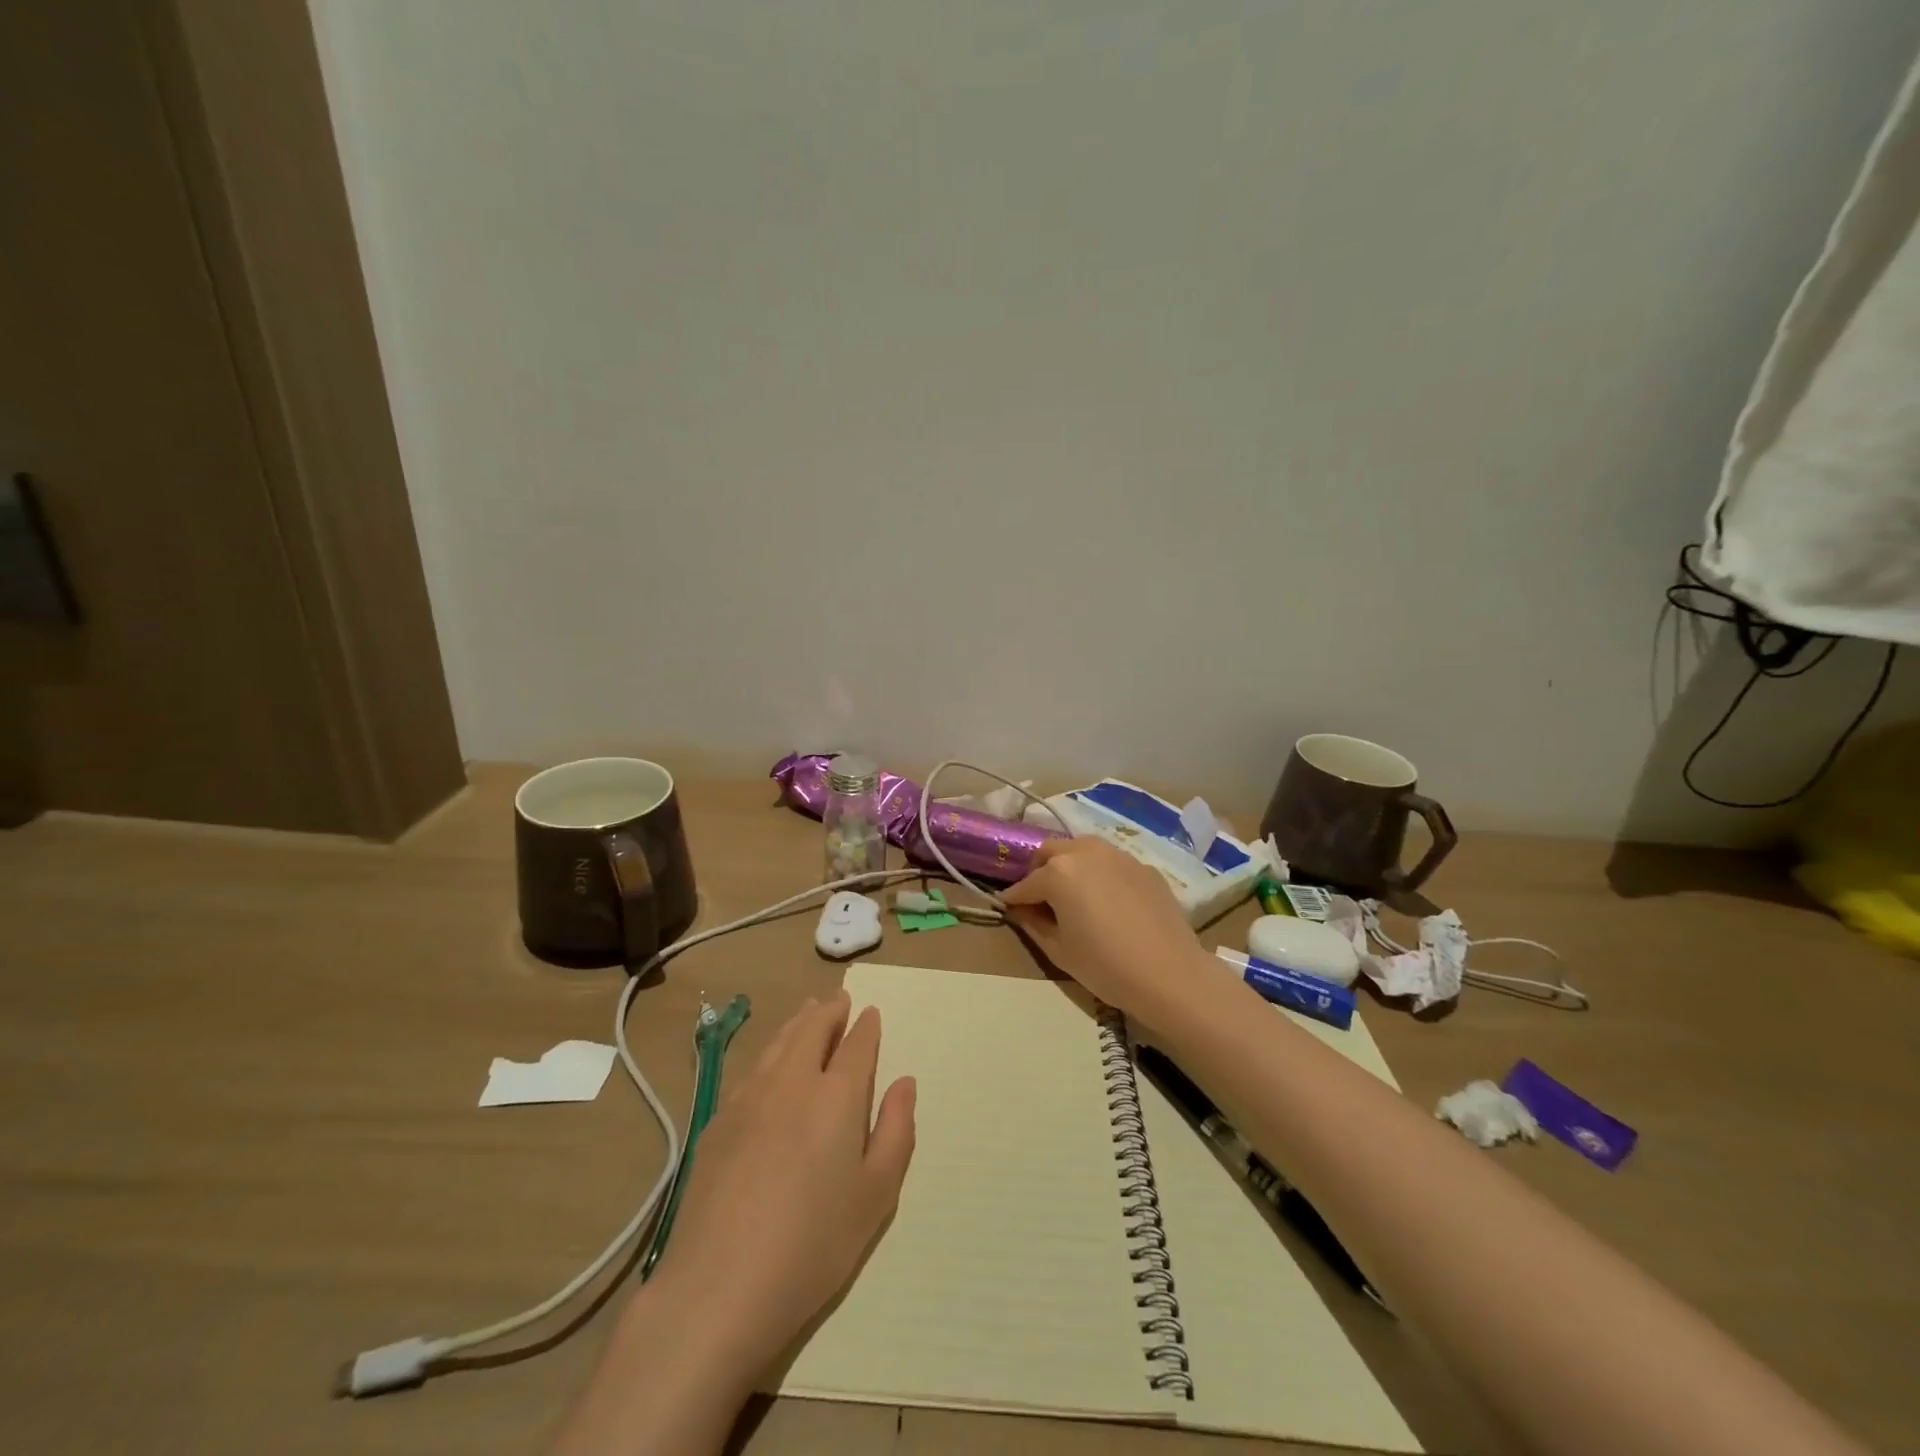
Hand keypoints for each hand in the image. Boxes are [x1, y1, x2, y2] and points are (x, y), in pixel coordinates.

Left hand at [651, 992, 915, 1381]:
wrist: (717, 1288)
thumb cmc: (812, 1246)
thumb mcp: (876, 1197)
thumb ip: (896, 1131)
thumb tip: (904, 1082)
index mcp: (837, 1096)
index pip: (856, 1044)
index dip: (866, 1027)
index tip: (870, 1014)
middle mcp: (793, 1081)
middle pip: (812, 1028)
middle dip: (829, 1010)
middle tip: (838, 1000)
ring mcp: (749, 1097)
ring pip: (779, 1042)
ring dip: (798, 1022)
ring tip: (808, 1013)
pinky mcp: (718, 1121)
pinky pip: (752, 1068)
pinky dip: (770, 1051)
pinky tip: (770, 1064)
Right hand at [1002, 838, 1217, 1020]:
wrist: (1170, 974)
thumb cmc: (1105, 966)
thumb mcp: (1059, 950)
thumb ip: (1033, 924)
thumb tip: (1021, 911)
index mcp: (1059, 872)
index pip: (1026, 883)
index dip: (1013, 898)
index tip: (1005, 907)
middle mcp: (1086, 853)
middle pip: (1051, 852)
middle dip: (1038, 870)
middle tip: (1039, 897)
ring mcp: (1118, 856)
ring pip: (1082, 848)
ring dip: (1069, 864)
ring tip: (1072, 893)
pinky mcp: (1143, 867)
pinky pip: (1111, 862)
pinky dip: (1099, 873)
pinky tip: (1107, 900)